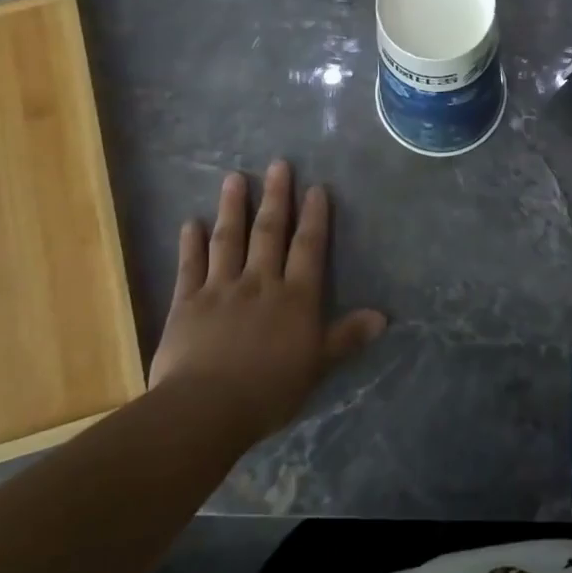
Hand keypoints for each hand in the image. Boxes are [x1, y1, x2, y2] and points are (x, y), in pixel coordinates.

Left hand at [149, 162, 385, 438]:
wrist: (206, 408)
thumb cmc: (269, 390)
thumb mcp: (318, 366)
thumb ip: (346, 337)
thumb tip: (384, 317)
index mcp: (295, 297)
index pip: (308, 247)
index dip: (314, 217)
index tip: (315, 188)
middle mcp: (260, 282)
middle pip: (270, 232)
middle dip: (276, 196)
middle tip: (278, 164)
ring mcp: (221, 288)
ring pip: (229, 239)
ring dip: (233, 207)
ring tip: (235, 177)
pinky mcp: (187, 302)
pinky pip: (190, 265)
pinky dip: (190, 243)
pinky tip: (191, 222)